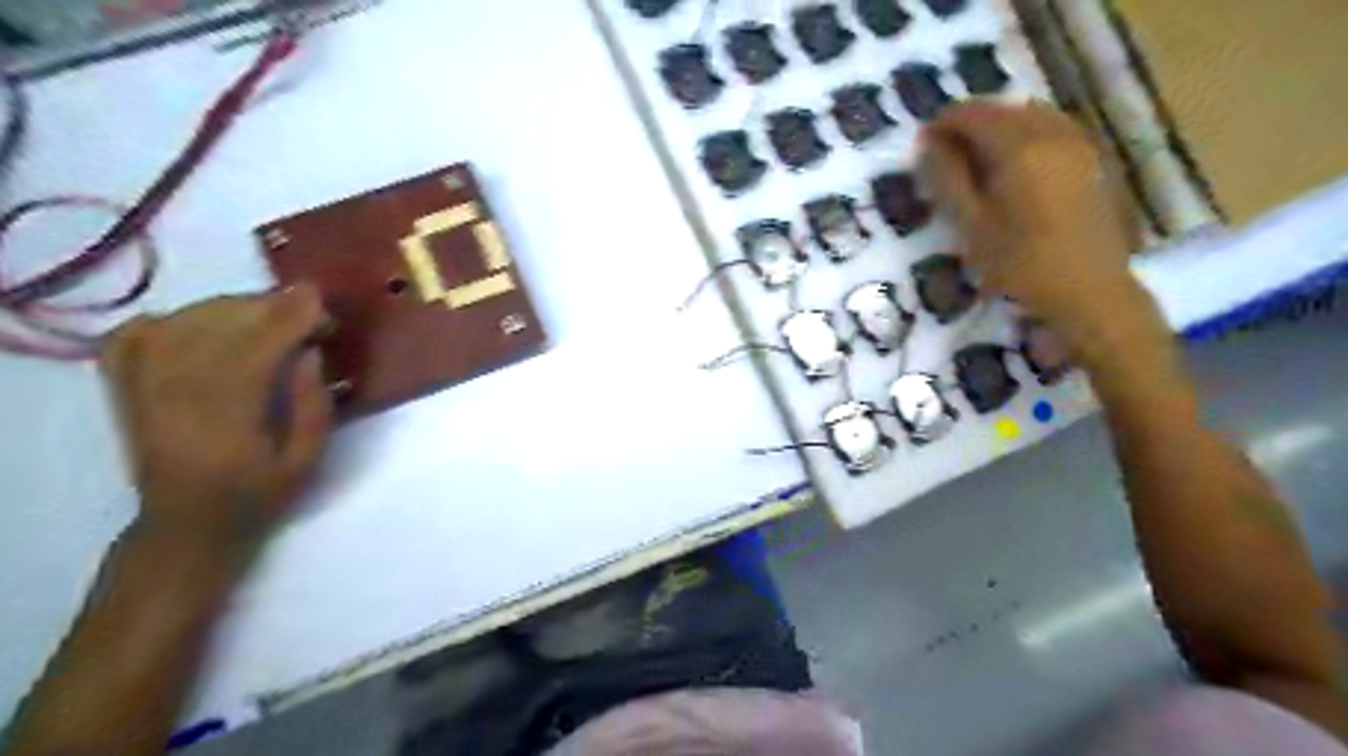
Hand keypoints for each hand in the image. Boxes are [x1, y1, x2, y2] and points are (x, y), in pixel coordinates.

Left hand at [98, 285, 331, 556]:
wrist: (188, 524)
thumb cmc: (258, 495)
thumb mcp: (308, 460)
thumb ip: (313, 405)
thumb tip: (309, 351)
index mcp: (225, 422)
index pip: (254, 350)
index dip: (289, 319)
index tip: (322, 306)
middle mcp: (173, 397)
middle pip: (216, 326)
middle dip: (269, 307)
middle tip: (308, 311)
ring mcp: (140, 389)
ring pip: (182, 322)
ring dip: (232, 307)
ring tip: (270, 315)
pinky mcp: (125, 387)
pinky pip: (137, 333)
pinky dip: (172, 317)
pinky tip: (204, 323)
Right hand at [929, 100, 1145, 352]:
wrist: (1090, 291)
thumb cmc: (1021, 264)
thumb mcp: (971, 225)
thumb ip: (947, 179)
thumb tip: (929, 143)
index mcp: (1019, 147)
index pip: (973, 114)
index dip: (943, 123)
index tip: (922, 144)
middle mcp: (1053, 133)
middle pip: (1003, 109)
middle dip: (970, 124)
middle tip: (944, 154)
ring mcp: (1079, 143)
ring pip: (1030, 116)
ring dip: (998, 128)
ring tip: (975, 159)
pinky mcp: (1092, 160)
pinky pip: (1052, 129)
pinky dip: (1024, 136)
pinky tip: (1013, 165)